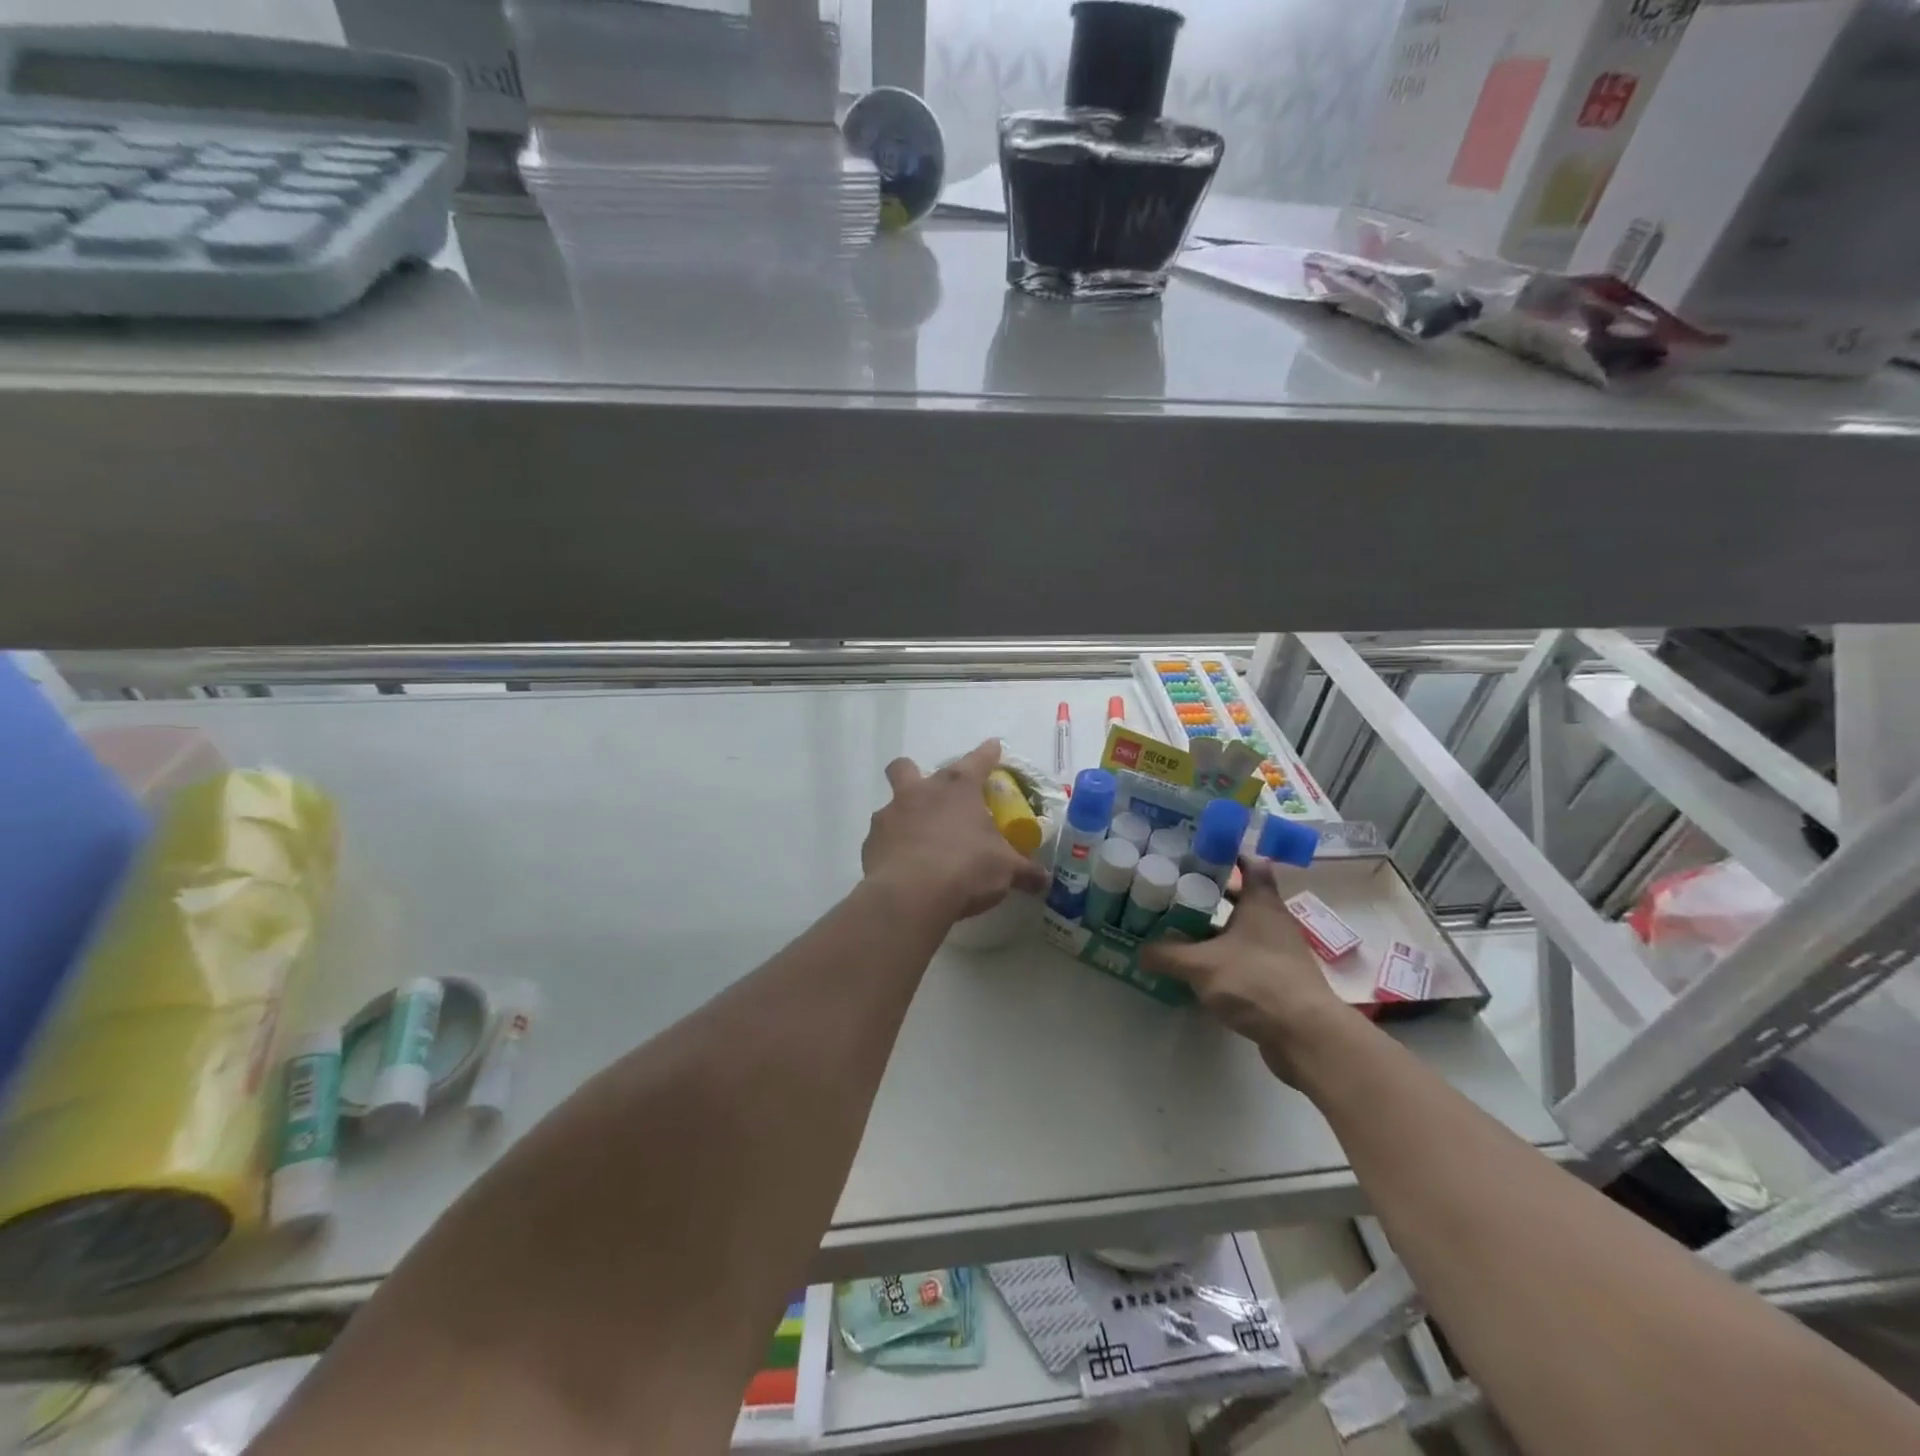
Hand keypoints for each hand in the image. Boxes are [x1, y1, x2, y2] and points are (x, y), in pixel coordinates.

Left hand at [862, 740, 1050, 924]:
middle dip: (915, 773)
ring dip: (904, 816)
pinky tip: (904, 866)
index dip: (988, 753)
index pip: (978, 760)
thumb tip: (1043, 879)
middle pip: (907, 767)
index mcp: (957, 788)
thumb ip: (1024, 871)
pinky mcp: (871, 843)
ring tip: (919, 841)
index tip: (993, 747)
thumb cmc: (966, 868)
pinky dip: (892, 848)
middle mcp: (920, 792)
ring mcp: (890, 815)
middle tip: (932, 795)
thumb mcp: (1005, 870)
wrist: (911, 894)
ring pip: (892, 803)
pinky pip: (882, 838)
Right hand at [1140, 857, 1350, 1081]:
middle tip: (1176, 892)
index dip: (1228, 856)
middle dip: (1210, 895)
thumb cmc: (1255, 981)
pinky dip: (1224, 958)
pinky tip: (1199, 969)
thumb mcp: (1200, 965)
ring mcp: (1278, 952)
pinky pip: (1245, 958)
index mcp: (1261, 903)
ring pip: (1241, 930)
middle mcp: (1273, 921)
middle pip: (1242, 897)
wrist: (1306, 1036)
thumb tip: (1140, 951)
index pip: (1250, 865)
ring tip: (1178, 929)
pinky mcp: (1278, 980)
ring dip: (1215, 929)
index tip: (1199, 854)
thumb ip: (1167, 955)